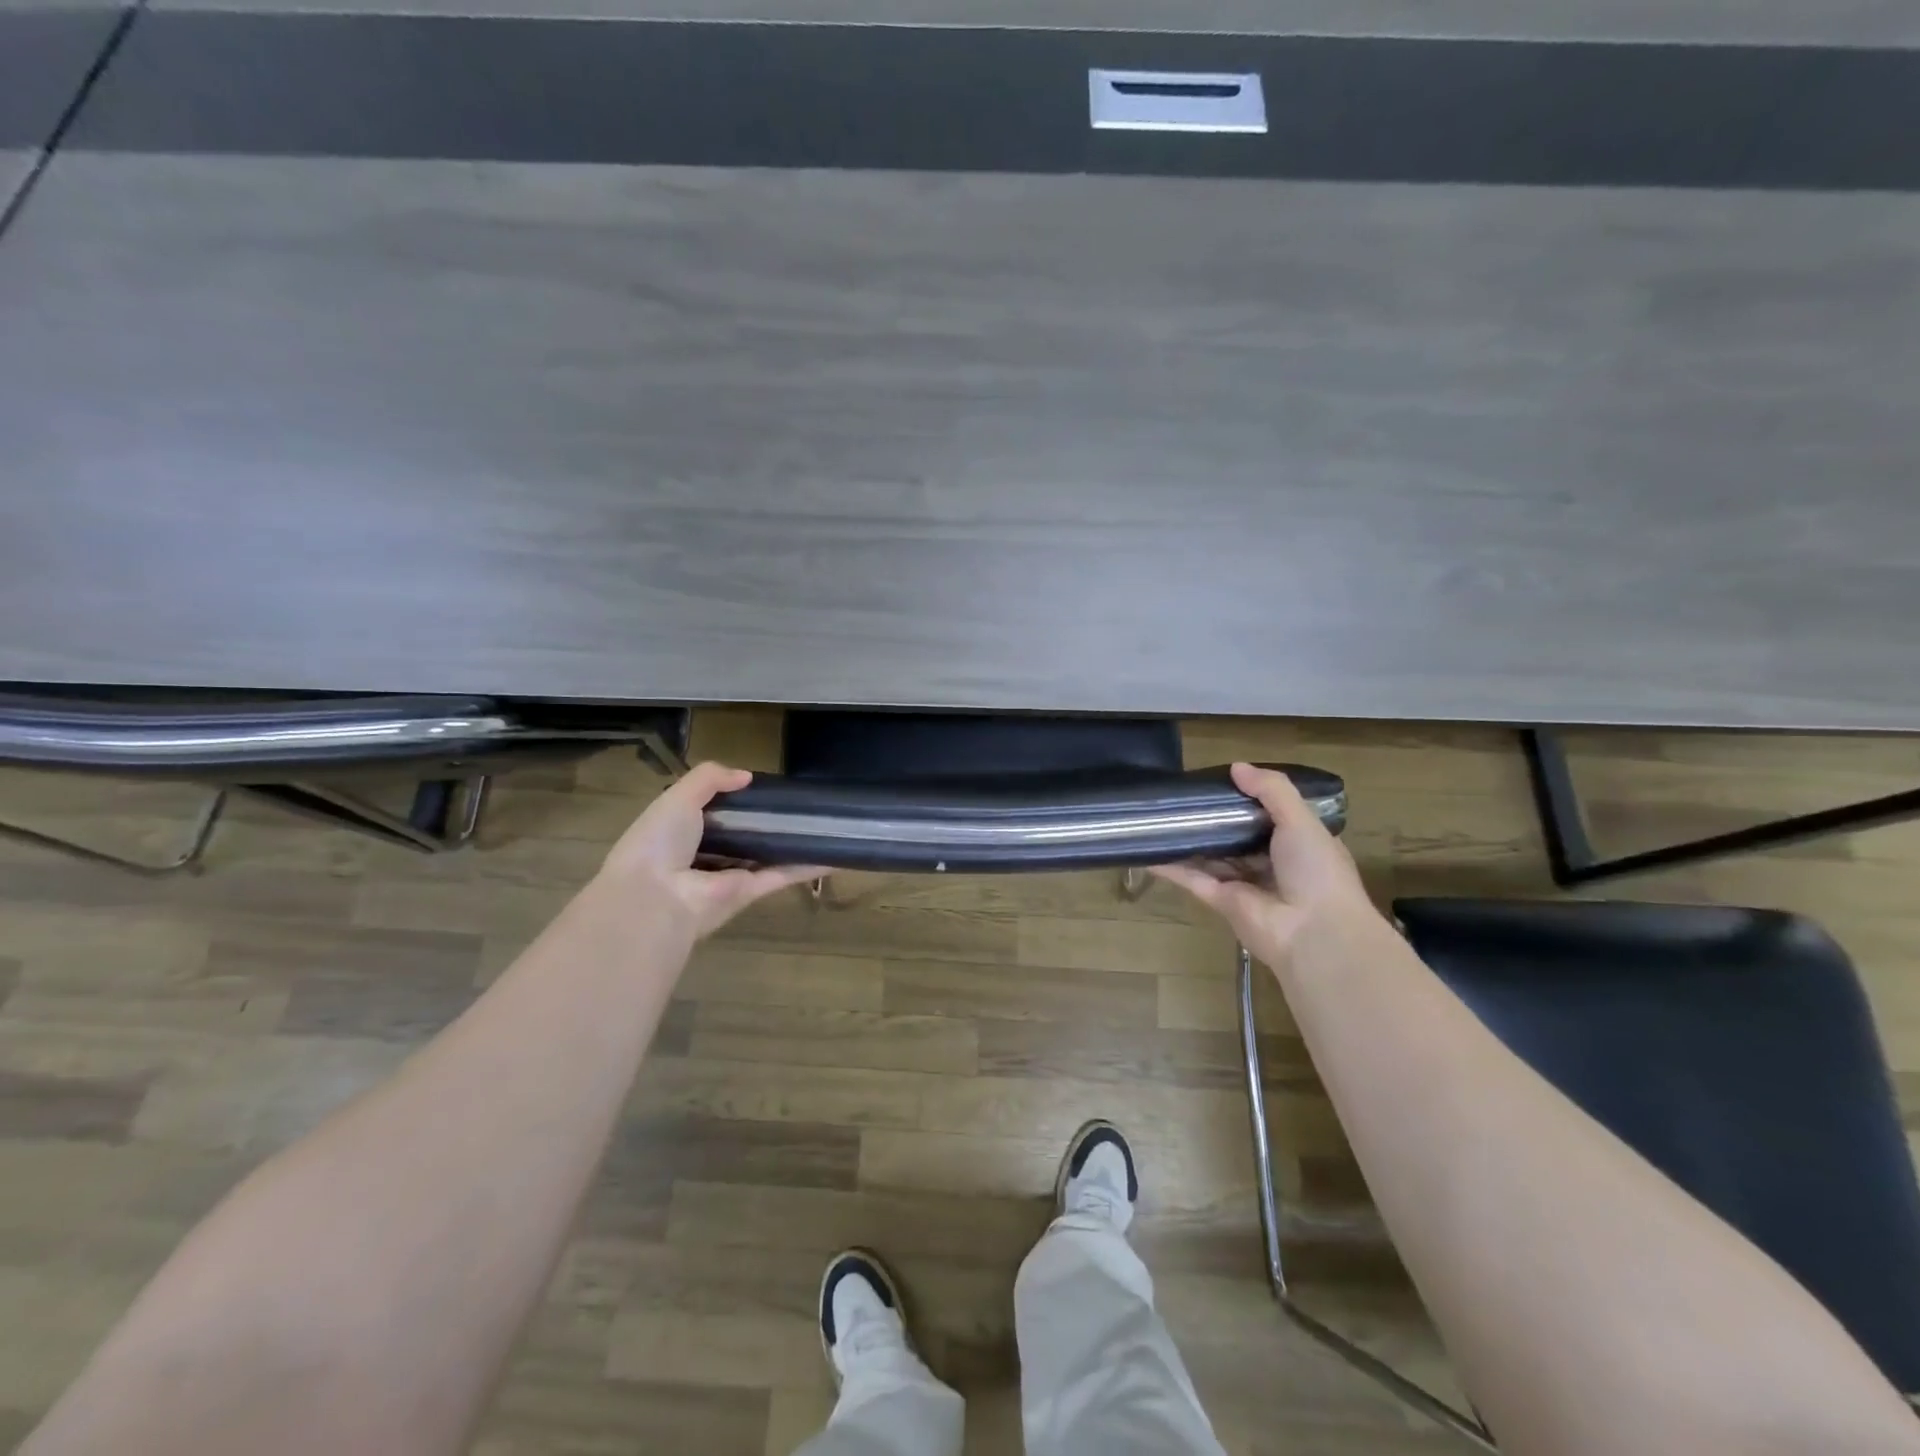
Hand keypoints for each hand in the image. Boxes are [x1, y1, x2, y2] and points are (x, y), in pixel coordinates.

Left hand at [599, 762, 827, 938]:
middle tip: (799, 801)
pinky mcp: (750, 892)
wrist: (656, 898)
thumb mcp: (678, 797)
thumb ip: (710, 778)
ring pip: (766, 854)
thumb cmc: (660, 841)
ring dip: (791, 842)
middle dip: (766, 820)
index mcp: (681, 830)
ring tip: (823, 823)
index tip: (760, 786)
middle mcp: (705, 854)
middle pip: (742, 834)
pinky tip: (833, 855)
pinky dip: (807, 866)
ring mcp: (729, 874)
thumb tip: (746, 776)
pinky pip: (781, 874)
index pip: (711, 811)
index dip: (734, 798)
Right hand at [1150, 762, 1376, 974]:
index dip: (1247, 799)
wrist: (1315, 933)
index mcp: (1298, 844)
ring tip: (1159, 816)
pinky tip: (1147, 850)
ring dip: (1189, 839)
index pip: (1270, 816)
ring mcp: (1244, 884)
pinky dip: (1170, 865)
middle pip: (1236, 836)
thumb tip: (1236, 767)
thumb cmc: (1317, 871)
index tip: (1221, 781)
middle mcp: (1271, 864)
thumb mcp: (1302, 820)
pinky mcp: (1221, 902)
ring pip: (1211, 856)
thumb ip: (1271, 790)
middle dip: (1213, 818)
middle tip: (1183, 794)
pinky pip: (1192, 878)